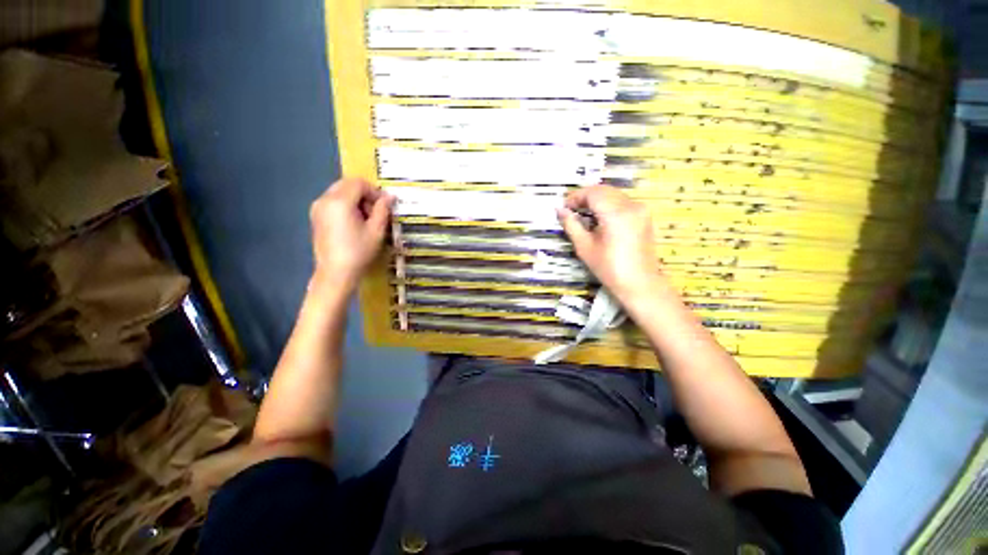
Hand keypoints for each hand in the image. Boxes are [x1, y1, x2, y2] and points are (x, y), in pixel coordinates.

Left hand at [310, 178, 391, 290]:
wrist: (335, 273)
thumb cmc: (359, 252)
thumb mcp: (376, 231)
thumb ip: (383, 210)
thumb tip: (390, 196)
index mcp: (339, 201)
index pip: (359, 183)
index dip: (375, 191)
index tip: (385, 206)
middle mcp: (325, 199)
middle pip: (347, 184)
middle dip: (364, 194)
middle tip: (376, 212)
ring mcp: (317, 208)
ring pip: (339, 192)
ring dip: (355, 199)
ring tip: (366, 219)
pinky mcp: (316, 216)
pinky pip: (333, 201)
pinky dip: (346, 205)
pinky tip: (354, 223)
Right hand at [557, 185, 666, 303]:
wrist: (639, 284)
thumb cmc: (608, 268)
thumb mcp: (584, 247)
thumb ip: (571, 225)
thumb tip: (559, 210)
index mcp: (616, 213)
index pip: (593, 193)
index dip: (576, 197)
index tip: (564, 207)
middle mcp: (631, 205)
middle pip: (604, 190)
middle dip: (586, 196)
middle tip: (572, 210)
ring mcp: (641, 209)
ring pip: (614, 194)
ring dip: (597, 199)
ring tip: (583, 214)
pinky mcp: (645, 216)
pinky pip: (623, 202)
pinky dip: (608, 204)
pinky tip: (600, 218)